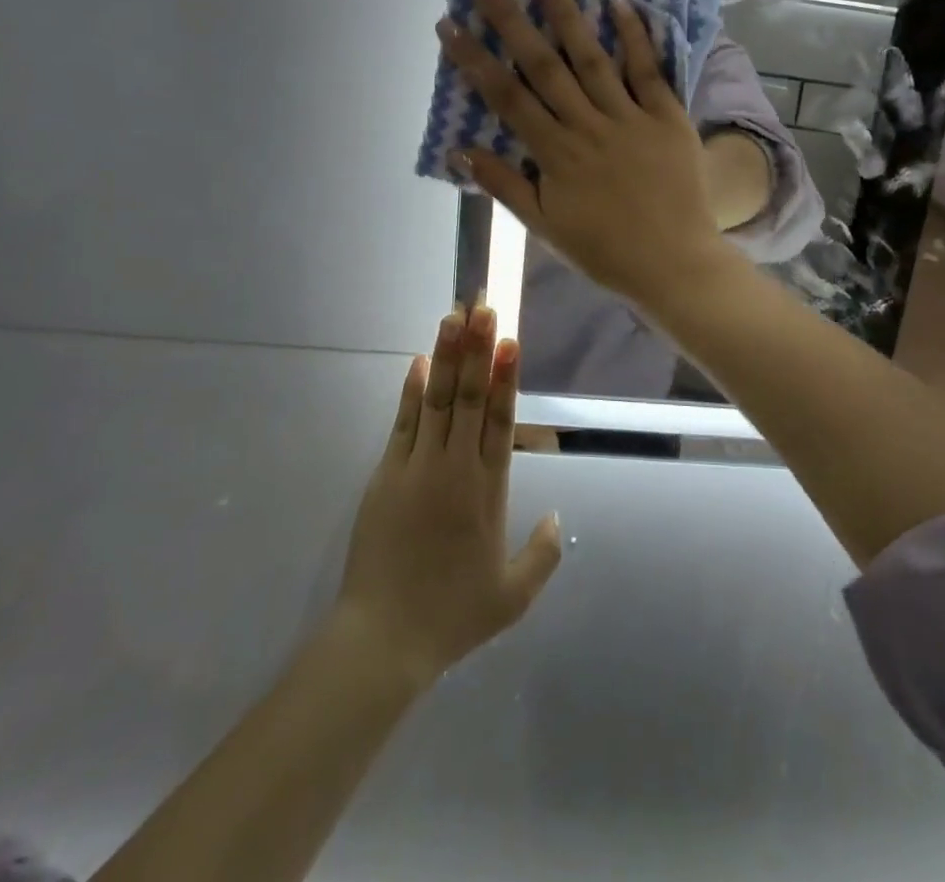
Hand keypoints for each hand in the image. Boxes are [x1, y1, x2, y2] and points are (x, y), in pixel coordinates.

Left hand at [335, 305, 562, 691]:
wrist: (386, 638)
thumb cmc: (453, 615)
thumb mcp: (512, 597)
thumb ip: (542, 555)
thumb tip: (559, 517)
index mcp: (489, 490)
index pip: (499, 419)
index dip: (505, 376)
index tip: (508, 339)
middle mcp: (456, 467)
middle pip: (468, 397)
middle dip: (477, 348)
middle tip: (482, 306)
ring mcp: (418, 467)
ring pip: (437, 400)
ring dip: (446, 356)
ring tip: (453, 316)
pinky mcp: (387, 474)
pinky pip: (403, 423)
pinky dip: (412, 390)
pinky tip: (418, 361)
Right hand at [437, 0, 732, 308]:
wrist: (674, 265)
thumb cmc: (604, 251)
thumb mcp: (545, 228)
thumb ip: (505, 186)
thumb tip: (460, 151)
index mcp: (555, 154)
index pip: (506, 97)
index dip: (474, 59)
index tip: (449, 23)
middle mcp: (587, 126)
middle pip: (543, 65)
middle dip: (510, 20)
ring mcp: (630, 117)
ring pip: (592, 57)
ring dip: (565, 14)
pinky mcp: (668, 117)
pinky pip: (649, 70)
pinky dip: (634, 36)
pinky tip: (618, 1)